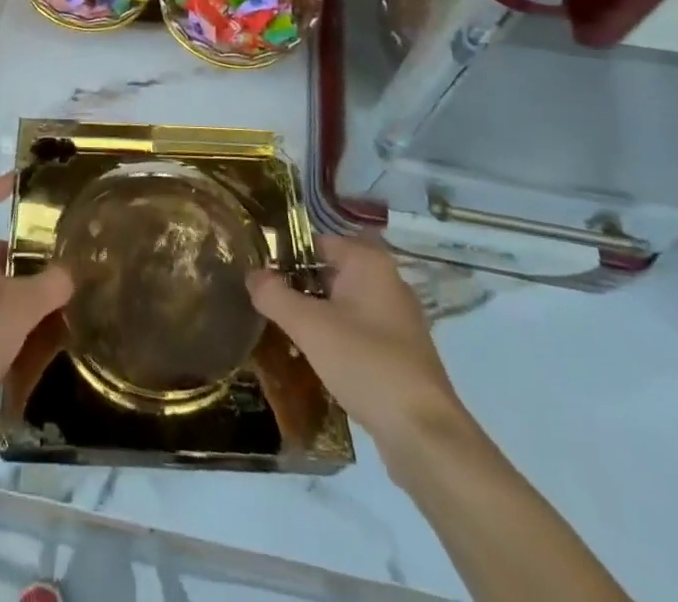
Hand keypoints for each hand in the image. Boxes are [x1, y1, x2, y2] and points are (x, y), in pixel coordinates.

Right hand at [246, 234, 475, 483]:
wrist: (424, 436)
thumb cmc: (366, 363)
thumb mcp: (309, 326)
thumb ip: (274, 295)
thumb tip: (252, 274)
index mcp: (369, 263)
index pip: (316, 242)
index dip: (285, 254)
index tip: (257, 271)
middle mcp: (387, 282)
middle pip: (330, 273)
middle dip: (297, 287)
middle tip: (262, 302)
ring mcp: (397, 320)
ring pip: (343, 305)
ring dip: (314, 315)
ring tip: (280, 331)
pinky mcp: (400, 354)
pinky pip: (357, 332)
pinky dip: (334, 339)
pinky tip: (311, 359)